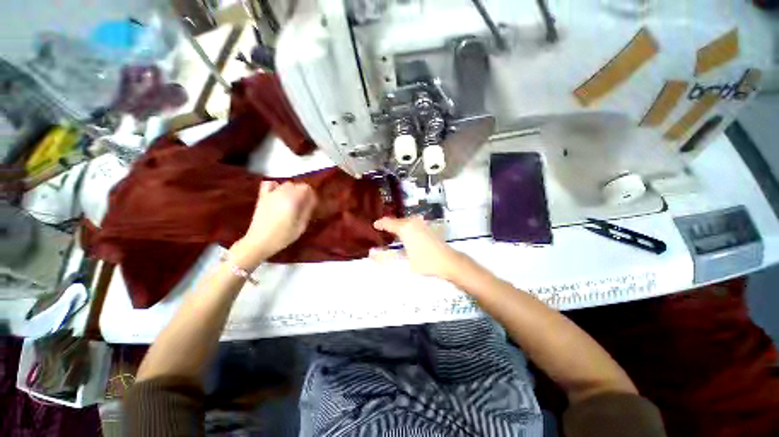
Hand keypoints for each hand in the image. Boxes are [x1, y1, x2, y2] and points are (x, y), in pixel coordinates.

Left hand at [230, 181, 316, 267]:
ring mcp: (270, 194)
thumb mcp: (301, 226)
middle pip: (296, 185)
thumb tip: (312, 200)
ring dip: (291, 190)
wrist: (259, 242)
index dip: (311, 195)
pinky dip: (275, 186)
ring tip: (292, 201)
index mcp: (293, 199)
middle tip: (303, 205)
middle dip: (302, 192)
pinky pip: (269, 184)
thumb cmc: (283, 236)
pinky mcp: (262, 197)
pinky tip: (278, 194)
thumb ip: (308, 210)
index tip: (312, 204)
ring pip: (285, 184)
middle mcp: (281, 193)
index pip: (306, 187)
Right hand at [370, 216, 465, 280]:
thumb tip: (371, 252)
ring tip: (389, 234)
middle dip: (387, 225)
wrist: (449, 261)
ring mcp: (420, 222)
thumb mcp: (402, 264)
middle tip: (380, 233)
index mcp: (405, 228)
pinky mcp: (426, 226)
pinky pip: (410, 223)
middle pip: (395, 221)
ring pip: (403, 221)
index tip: (373, 226)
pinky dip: (404, 227)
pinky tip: (404, 236)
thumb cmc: (425, 263)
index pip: (387, 222)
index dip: (379, 224)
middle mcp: (412, 221)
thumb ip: (384, 258)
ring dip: (396, 226)